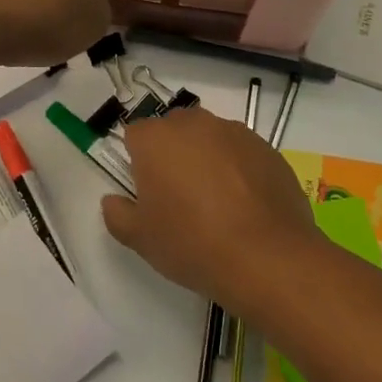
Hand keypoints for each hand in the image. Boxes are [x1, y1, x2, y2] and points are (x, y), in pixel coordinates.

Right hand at [101, 107, 323, 318]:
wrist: (267, 257)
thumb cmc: (192, 243)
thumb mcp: (140, 238)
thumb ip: (117, 214)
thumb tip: (113, 201)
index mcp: (156, 138)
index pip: (135, 135)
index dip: (137, 161)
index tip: (146, 191)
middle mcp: (195, 124)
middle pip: (174, 130)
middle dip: (172, 154)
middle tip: (178, 196)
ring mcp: (236, 133)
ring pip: (210, 139)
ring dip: (207, 159)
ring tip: (216, 203)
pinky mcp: (268, 149)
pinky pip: (242, 154)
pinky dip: (239, 170)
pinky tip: (245, 206)